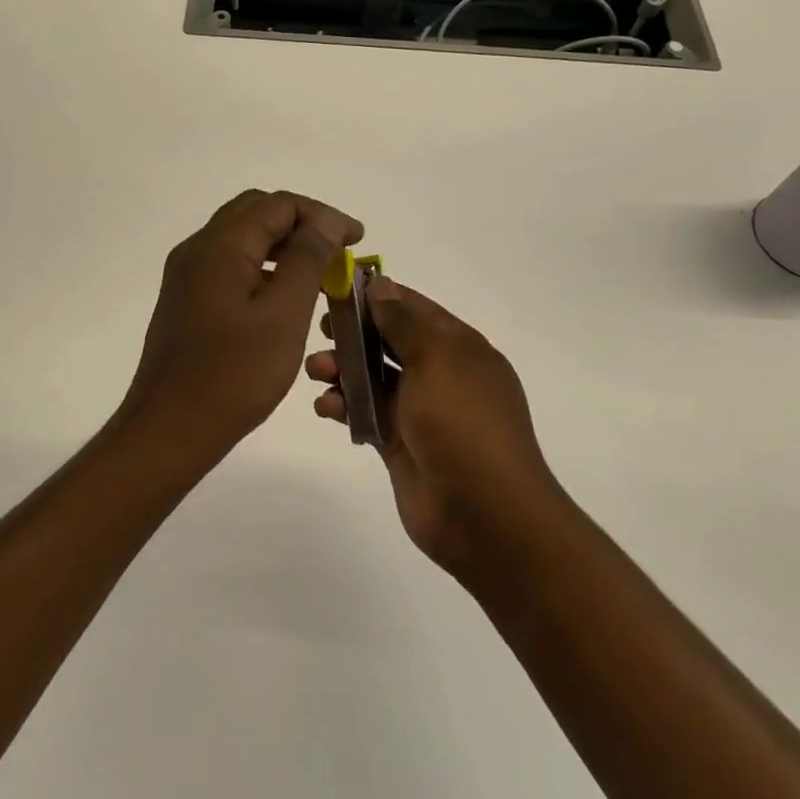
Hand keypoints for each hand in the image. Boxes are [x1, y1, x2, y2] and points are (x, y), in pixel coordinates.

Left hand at [117, 190, 363, 465]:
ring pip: (241, 239)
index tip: (357, 241)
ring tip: (320, 271)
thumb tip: (326, 221)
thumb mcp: (284, 313)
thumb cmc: (234, 373)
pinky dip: (262, 267)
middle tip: (339, 251)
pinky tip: (285, 295)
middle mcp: (197, 249)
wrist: (170, 429)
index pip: (278, 204)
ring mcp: (187, 276)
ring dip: (282, 245)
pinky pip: (229, 265)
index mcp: (220, 245)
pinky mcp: (186, 300)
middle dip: (302, 224)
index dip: (323, 215)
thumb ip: (307, 259)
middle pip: (256, 212)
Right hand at [306, 276, 559, 580]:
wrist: (484, 514)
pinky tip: (325, 407)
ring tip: (315, 371)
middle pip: (390, 342)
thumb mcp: (436, 360)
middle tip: (322, 329)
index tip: (338, 286)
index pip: (414, 308)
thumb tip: (381, 284)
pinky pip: (365, 414)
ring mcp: (420, 411)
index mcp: (459, 348)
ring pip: (373, 378)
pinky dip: (344, 406)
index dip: (378, 295)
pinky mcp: (400, 444)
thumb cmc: (463, 423)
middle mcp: (441, 375)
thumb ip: (403, 322)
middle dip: (354, 333)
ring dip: (343, 369)